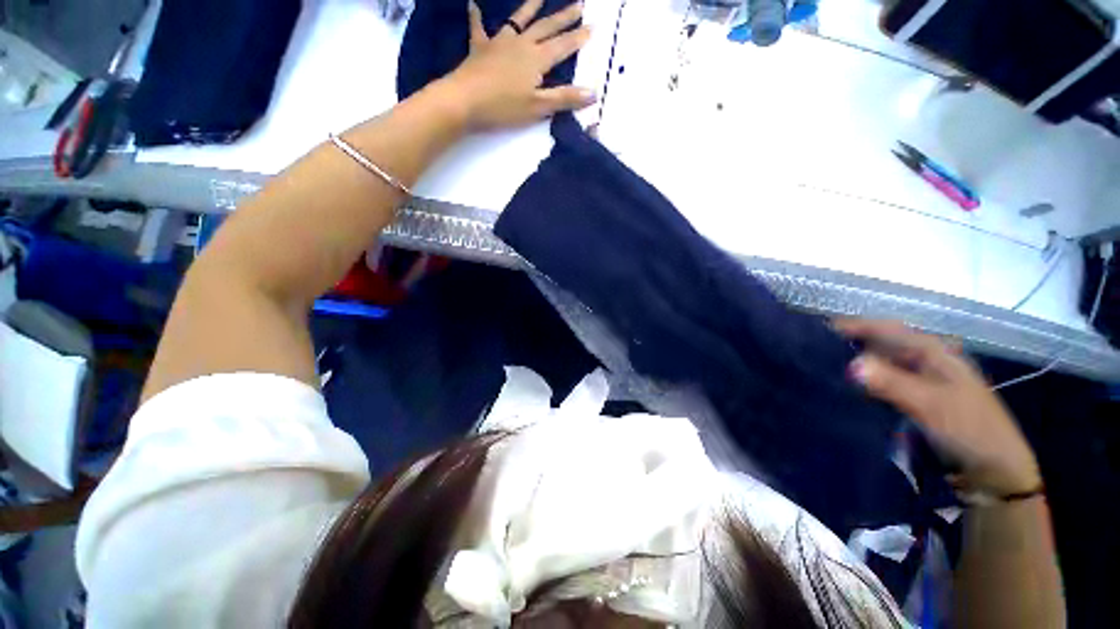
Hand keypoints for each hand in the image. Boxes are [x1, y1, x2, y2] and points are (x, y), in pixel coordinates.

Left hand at [441, 0, 595, 130]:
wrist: (464, 101)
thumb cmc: (503, 107)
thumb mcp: (537, 107)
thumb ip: (564, 99)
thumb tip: (593, 93)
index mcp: (537, 59)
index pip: (562, 46)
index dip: (577, 38)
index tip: (592, 27)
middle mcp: (521, 45)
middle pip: (546, 27)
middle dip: (563, 17)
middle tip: (578, 4)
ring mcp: (499, 42)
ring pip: (518, 20)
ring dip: (530, 6)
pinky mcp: (480, 48)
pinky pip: (478, 28)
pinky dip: (476, 16)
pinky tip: (473, 4)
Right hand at [835, 319, 1041, 495]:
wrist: (993, 472)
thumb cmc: (970, 430)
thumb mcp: (932, 405)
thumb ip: (892, 383)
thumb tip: (850, 364)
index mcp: (933, 352)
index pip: (886, 329)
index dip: (854, 326)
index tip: (819, 329)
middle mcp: (923, 361)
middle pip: (879, 345)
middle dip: (848, 345)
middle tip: (813, 351)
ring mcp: (918, 382)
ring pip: (878, 365)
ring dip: (853, 366)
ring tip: (821, 369)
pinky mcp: (912, 401)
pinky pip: (880, 385)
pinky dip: (862, 384)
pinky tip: (844, 390)